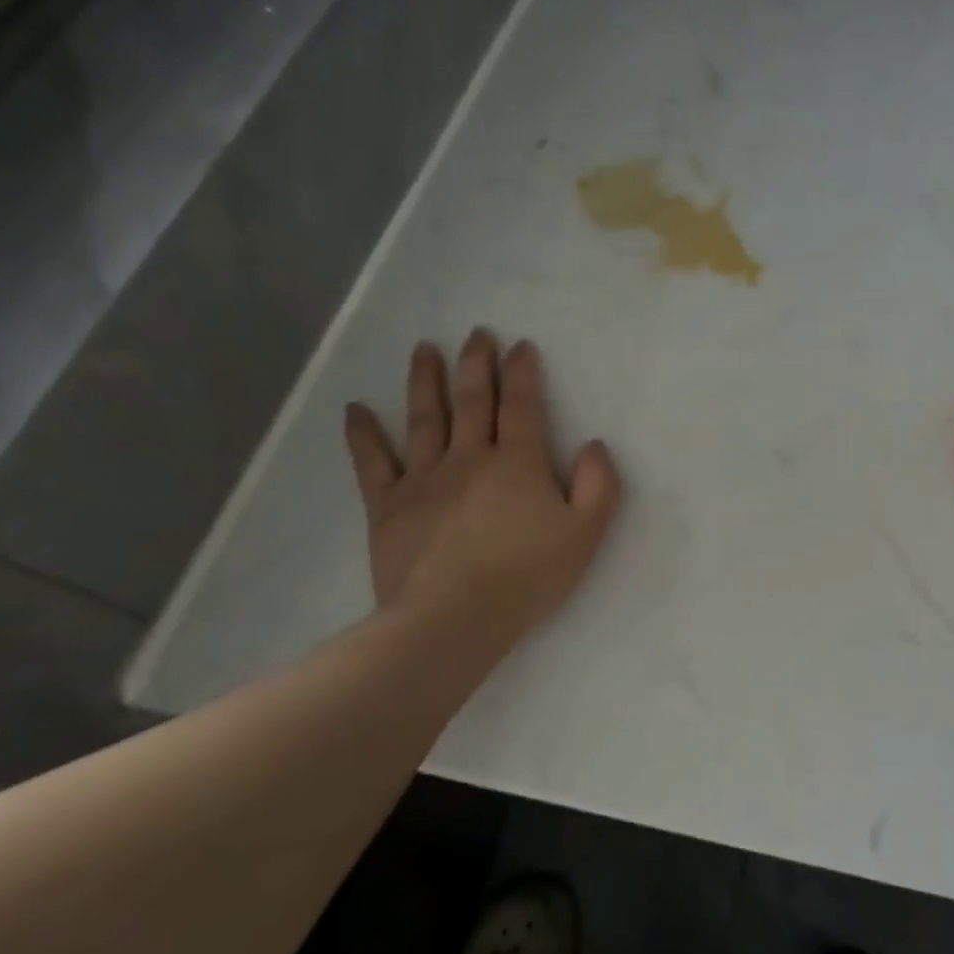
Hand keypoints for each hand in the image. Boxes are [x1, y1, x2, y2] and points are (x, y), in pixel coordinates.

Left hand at [344, 331, 622, 645]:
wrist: (454, 619)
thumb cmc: (527, 577)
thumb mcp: (585, 535)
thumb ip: (598, 486)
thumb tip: (592, 445)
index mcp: (517, 462)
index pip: (521, 404)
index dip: (522, 371)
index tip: (519, 345)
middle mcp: (469, 457)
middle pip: (473, 400)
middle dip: (476, 363)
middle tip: (476, 334)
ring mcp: (424, 478)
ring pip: (423, 418)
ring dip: (425, 380)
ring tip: (424, 349)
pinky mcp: (388, 505)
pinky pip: (372, 462)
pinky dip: (362, 434)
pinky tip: (355, 409)